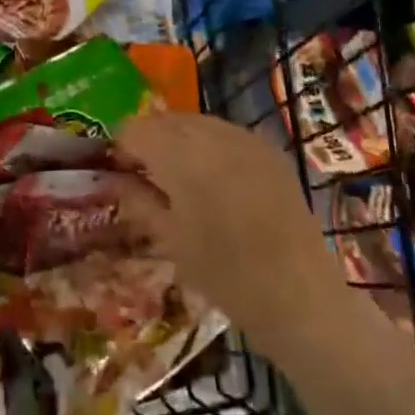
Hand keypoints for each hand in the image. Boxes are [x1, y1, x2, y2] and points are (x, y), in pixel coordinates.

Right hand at [108, 113, 342, 361]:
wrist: (299, 294)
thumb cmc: (223, 273)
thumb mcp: (169, 239)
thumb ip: (137, 199)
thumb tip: (115, 178)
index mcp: (180, 155)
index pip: (134, 129)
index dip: (121, 148)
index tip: (122, 175)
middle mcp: (211, 134)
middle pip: (164, 120)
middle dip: (150, 141)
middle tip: (148, 178)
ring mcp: (245, 138)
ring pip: (195, 123)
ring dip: (179, 141)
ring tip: (182, 179)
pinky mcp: (269, 150)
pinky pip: (226, 133)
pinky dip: (210, 146)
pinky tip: (216, 180)